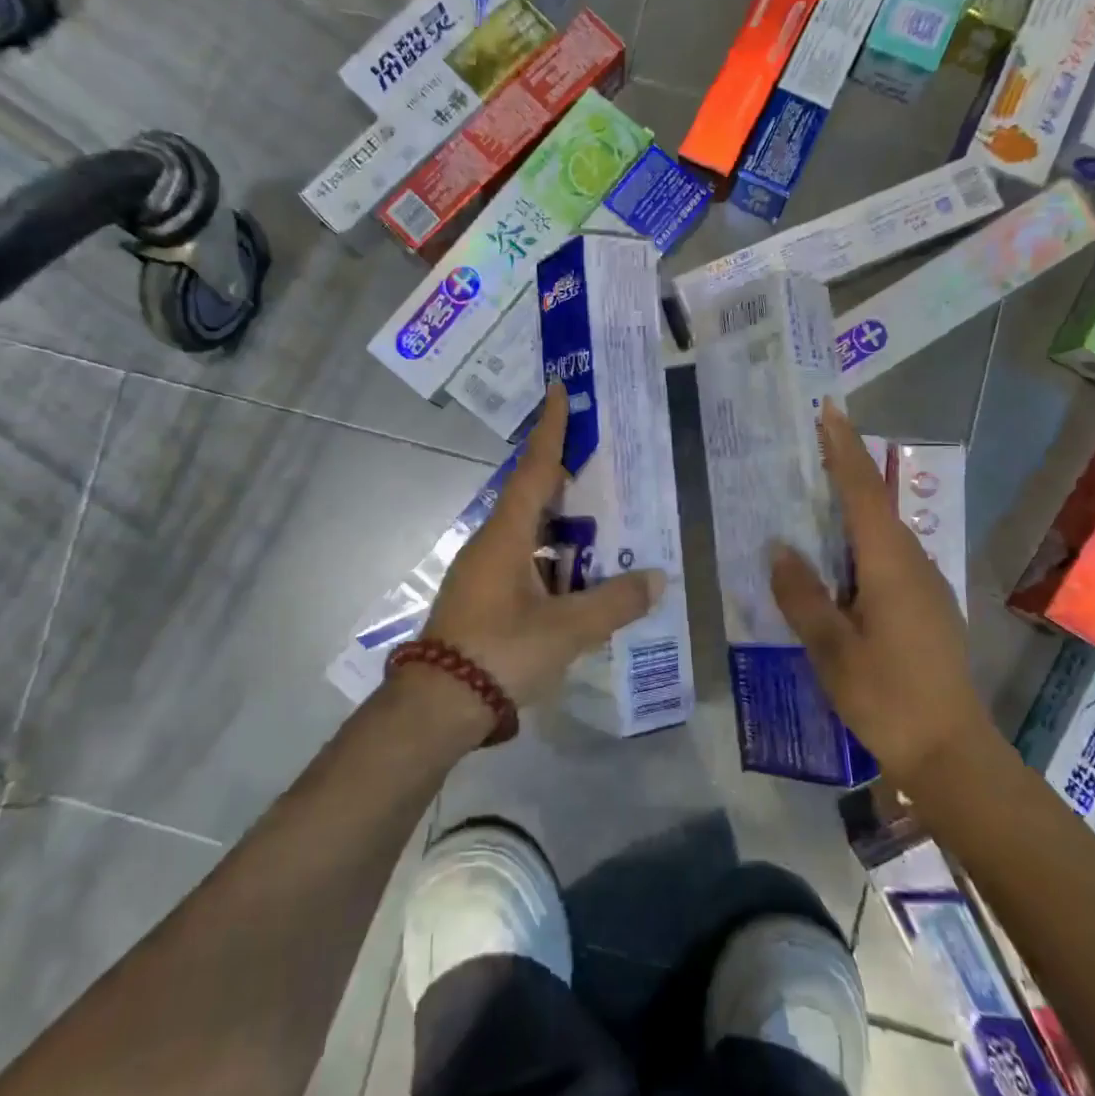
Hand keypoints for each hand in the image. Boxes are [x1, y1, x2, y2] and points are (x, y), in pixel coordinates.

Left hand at [424, 380, 664, 715]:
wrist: (437, 705)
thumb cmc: (500, 652)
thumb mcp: (566, 629)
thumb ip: (614, 603)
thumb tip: (657, 578)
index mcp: (507, 536)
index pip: (534, 469)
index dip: (551, 430)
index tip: (557, 390)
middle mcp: (492, 544)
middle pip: (533, 497)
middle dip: (565, 478)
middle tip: (602, 464)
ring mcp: (483, 572)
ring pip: (530, 535)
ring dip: (563, 528)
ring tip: (604, 529)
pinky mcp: (483, 599)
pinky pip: (525, 563)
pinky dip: (554, 561)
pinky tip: (580, 582)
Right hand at [768, 399, 984, 781]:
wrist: (952, 752)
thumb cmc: (887, 698)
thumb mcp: (831, 649)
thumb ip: (802, 595)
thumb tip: (778, 548)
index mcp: (890, 565)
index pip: (862, 491)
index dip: (843, 448)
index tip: (829, 410)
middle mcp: (913, 563)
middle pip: (875, 504)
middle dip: (845, 470)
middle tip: (809, 447)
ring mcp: (926, 585)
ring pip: (883, 532)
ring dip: (852, 507)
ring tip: (814, 498)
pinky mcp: (928, 606)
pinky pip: (889, 557)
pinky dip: (861, 542)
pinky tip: (839, 560)